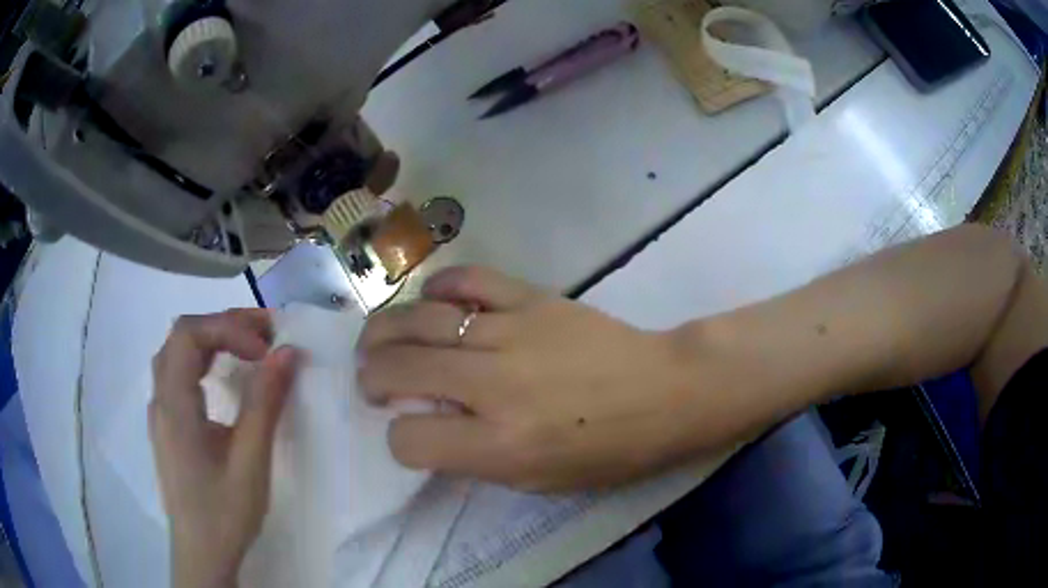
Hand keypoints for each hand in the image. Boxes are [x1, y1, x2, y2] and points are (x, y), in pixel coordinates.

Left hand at [150, 310, 298, 587]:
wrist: (202, 553)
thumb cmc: (224, 511)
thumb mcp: (250, 461)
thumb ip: (265, 403)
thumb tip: (288, 352)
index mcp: (173, 404)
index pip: (189, 334)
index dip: (228, 329)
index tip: (267, 351)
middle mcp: (160, 398)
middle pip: (182, 336)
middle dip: (223, 326)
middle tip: (266, 334)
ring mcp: (161, 411)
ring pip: (178, 352)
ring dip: (213, 339)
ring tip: (250, 347)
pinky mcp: (168, 425)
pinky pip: (179, 373)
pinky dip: (204, 360)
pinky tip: (224, 375)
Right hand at [357, 268, 731, 492]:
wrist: (666, 391)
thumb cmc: (609, 450)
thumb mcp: (540, 481)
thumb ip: (476, 458)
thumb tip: (427, 423)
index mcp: (500, 447)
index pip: (409, 440)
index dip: (400, 440)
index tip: (410, 433)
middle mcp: (495, 387)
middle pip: (399, 368)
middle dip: (371, 376)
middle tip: (371, 379)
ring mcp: (512, 333)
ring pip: (419, 320)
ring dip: (385, 331)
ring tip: (379, 341)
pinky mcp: (532, 298)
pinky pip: (467, 281)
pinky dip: (439, 289)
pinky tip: (433, 303)